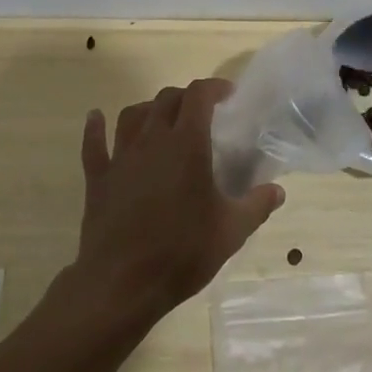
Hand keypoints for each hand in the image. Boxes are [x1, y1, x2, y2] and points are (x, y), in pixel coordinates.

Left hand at [70, 79, 284, 326]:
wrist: (121, 284)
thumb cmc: (181, 252)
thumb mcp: (231, 232)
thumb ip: (256, 206)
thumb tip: (277, 191)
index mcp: (186, 144)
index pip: (198, 96)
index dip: (213, 88)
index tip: (227, 95)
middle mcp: (152, 140)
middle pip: (166, 100)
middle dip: (185, 97)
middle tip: (200, 112)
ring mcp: (121, 157)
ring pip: (132, 114)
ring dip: (148, 109)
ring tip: (160, 118)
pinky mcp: (98, 178)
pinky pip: (94, 144)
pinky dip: (95, 128)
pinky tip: (96, 118)